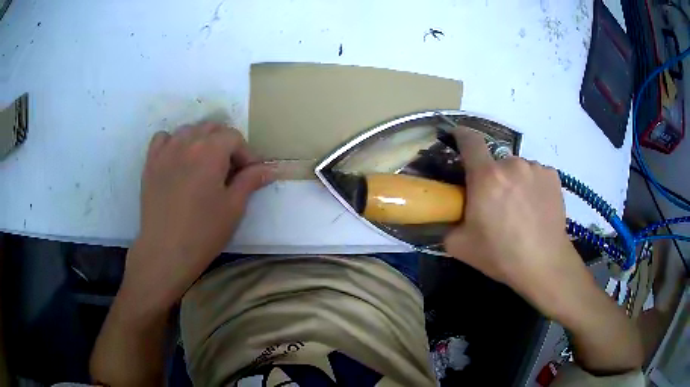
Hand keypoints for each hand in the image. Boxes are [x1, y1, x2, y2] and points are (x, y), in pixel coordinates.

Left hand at [121, 122, 274, 311]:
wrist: (165, 251)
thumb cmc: (203, 232)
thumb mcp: (234, 207)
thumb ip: (251, 181)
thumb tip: (270, 168)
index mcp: (210, 151)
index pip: (234, 137)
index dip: (246, 153)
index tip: (250, 173)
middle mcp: (187, 142)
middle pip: (212, 128)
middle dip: (225, 144)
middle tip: (229, 170)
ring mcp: (165, 151)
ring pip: (188, 130)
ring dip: (201, 140)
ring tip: (204, 163)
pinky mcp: (150, 162)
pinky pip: (163, 138)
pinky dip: (174, 142)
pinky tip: (178, 160)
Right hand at [443, 128, 584, 317]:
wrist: (544, 264)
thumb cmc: (501, 255)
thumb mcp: (460, 246)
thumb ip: (447, 224)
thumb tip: (447, 215)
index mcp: (486, 177)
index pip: (470, 141)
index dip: (461, 135)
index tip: (457, 137)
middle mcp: (511, 164)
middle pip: (495, 162)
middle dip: (491, 177)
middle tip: (495, 203)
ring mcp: (535, 168)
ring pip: (517, 168)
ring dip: (514, 181)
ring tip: (520, 209)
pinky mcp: (552, 176)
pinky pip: (536, 174)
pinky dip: (532, 186)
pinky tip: (536, 207)